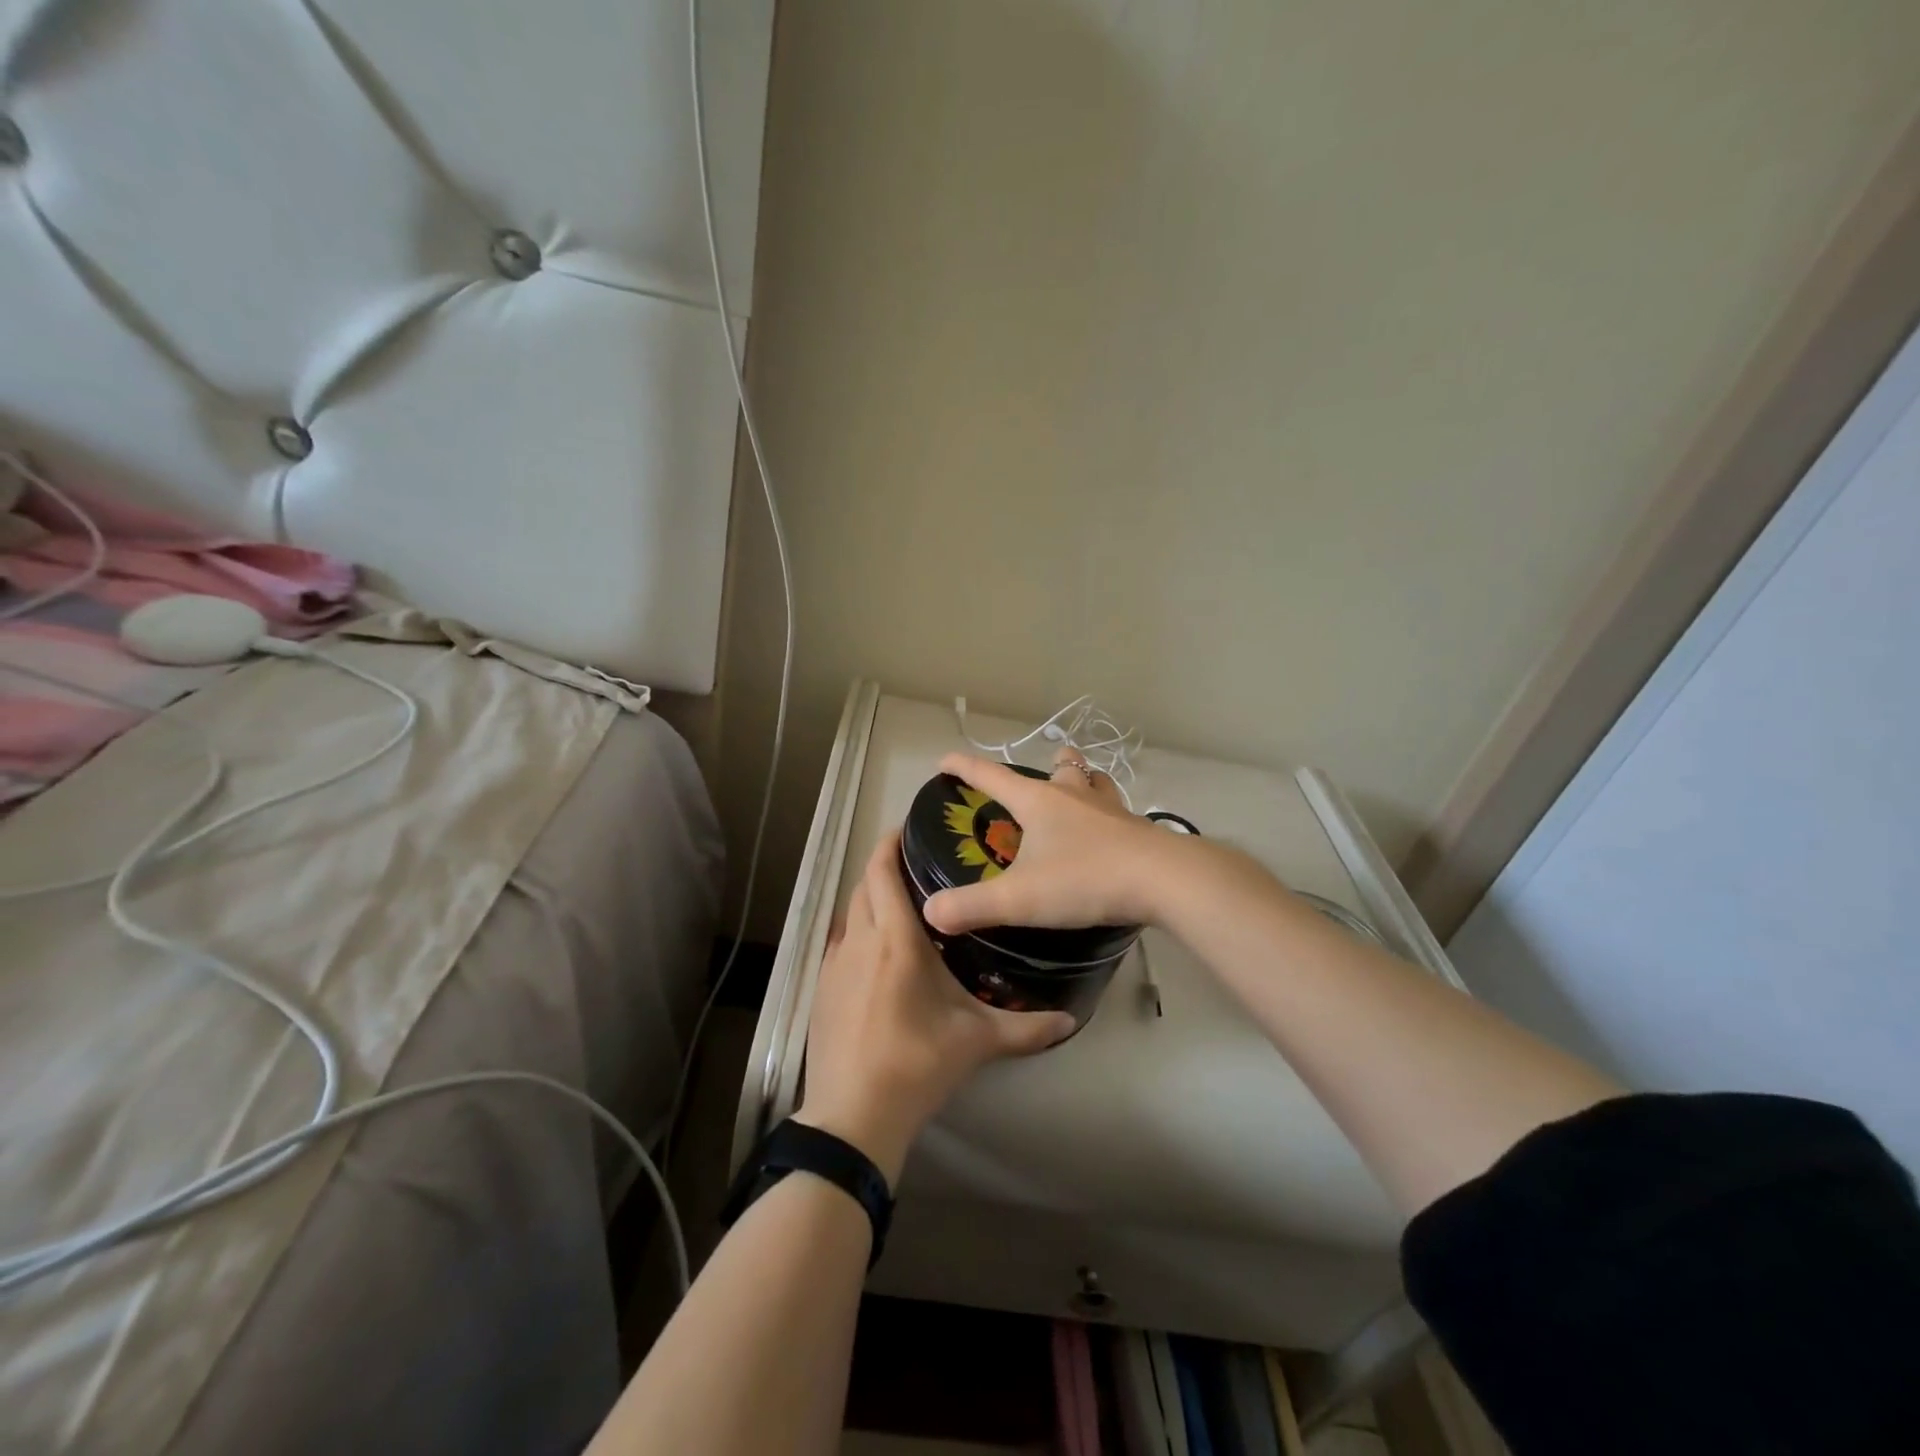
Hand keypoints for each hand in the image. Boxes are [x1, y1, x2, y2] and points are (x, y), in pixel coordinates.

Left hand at [795, 831, 1074, 1184]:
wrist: (853, 1115)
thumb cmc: (917, 1065)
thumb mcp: (976, 1042)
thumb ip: (1026, 1028)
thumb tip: (1070, 1020)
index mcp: (895, 940)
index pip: (882, 872)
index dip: (890, 844)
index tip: (908, 829)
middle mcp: (860, 940)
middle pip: (864, 884)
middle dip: (883, 866)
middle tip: (915, 866)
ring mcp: (834, 963)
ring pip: (849, 911)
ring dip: (869, 897)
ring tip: (900, 902)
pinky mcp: (820, 986)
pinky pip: (839, 940)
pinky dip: (856, 928)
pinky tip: (876, 949)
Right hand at [921, 748, 1184, 936]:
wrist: (1163, 880)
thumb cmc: (1085, 878)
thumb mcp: (1020, 898)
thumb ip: (972, 905)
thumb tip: (930, 911)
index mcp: (1039, 802)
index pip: (992, 776)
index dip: (964, 768)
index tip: (944, 762)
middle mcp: (1075, 796)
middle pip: (1061, 767)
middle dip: (1047, 765)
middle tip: (1041, 777)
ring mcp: (1112, 810)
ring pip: (1096, 782)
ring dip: (1085, 782)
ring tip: (1080, 794)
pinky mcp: (1139, 830)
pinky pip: (1120, 813)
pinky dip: (1109, 816)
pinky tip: (1111, 837)